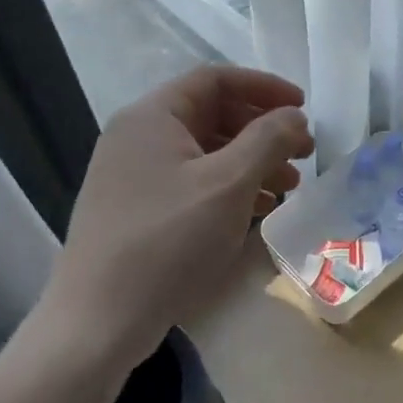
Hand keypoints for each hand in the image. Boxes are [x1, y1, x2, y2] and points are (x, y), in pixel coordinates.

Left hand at [45, 66, 313, 368]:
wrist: (99, 323)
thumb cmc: (168, 241)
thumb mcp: (228, 184)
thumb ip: (268, 139)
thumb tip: (293, 116)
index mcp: (152, 117)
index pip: (215, 79)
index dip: (264, 87)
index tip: (303, 108)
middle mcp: (137, 137)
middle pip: (211, 113)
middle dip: (263, 129)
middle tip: (304, 152)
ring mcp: (132, 175)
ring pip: (204, 151)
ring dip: (251, 161)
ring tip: (289, 187)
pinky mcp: (135, 209)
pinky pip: (191, 182)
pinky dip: (228, 187)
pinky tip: (257, 210)